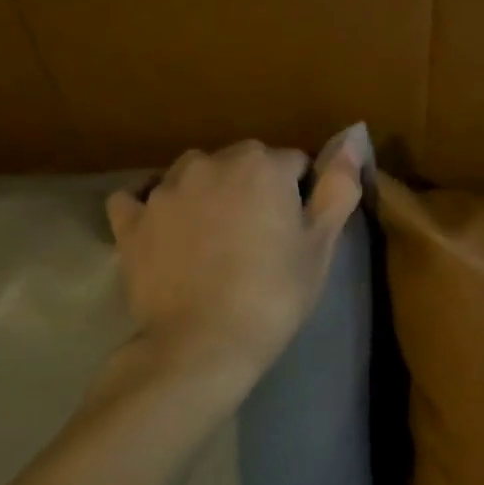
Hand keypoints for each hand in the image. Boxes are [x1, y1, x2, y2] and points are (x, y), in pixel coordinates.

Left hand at [105, 126, 368, 385]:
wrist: (202, 344)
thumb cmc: (274, 294)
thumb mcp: (321, 244)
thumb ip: (339, 187)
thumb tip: (353, 140)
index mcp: (262, 165)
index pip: (294, 163)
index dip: (300, 196)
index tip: (297, 231)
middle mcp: (209, 162)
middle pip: (243, 163)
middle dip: (254, 189)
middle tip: (260, 239)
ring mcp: (164, 190)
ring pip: (194, 174)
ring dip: (207, 194)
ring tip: (214, 241)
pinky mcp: (130, 221)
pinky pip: (139, 198)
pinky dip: (152, 207)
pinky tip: (163, 230)